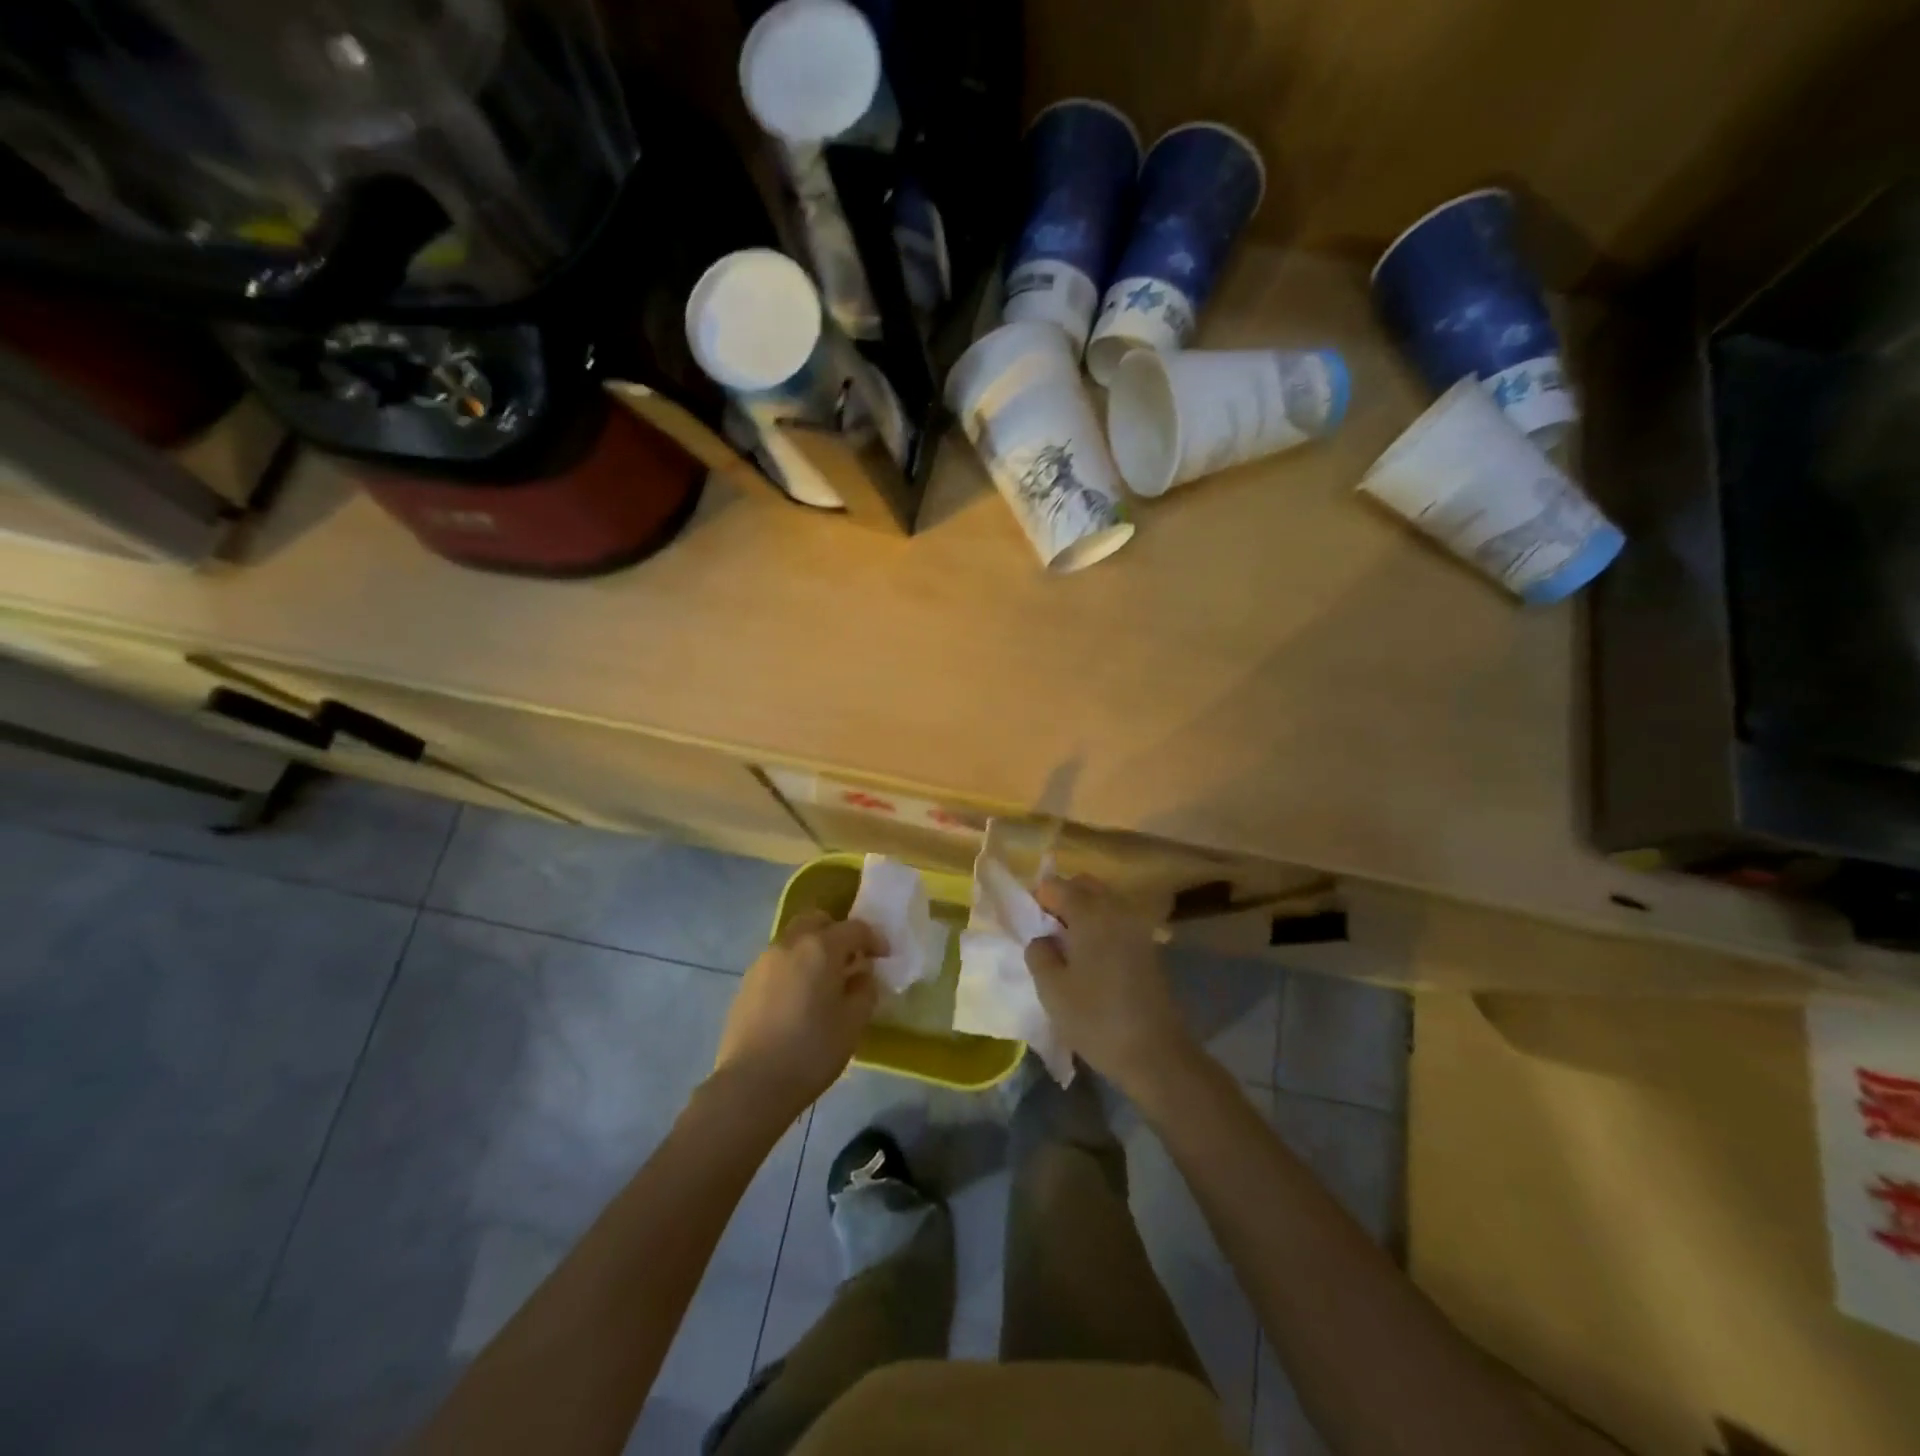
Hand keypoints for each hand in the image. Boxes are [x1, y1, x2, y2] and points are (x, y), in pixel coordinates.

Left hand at [716, 911, 884, 1111]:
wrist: (751, 1084)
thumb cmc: (812, 1050)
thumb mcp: (854, 1023)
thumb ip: (864, 991)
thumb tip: (861, 976)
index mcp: (821, 947)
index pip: (855, 928)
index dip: (874, 940)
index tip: (884, 957)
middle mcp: (790, 944)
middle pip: (817, 921)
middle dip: (837, 933)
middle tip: (850, 960)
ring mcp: (763, 961)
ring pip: (794, 940)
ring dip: (813, 950)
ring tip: (823, 982)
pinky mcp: (746, 982)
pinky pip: (777, 962)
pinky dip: (793, 968)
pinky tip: (798, 1000)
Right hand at [1025, 874, 1194, 1095]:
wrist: (1155, 1053)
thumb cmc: (1095, 1018)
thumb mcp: (1051, 989)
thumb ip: (1039, 953)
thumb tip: (1043, 938)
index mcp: (1089, 913)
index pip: (1056, 886)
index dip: (1038, 899)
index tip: (1029, 924)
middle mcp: (1116, 909)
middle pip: (1084, 885)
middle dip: (1063, 898)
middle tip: (1046, 930)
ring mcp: (1136, 927)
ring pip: (1104, 901)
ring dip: (1083, 911)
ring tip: (1067, 946)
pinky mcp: (1149, 946)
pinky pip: (1118, 920)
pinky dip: (1101, 926)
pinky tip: (1091, 957)